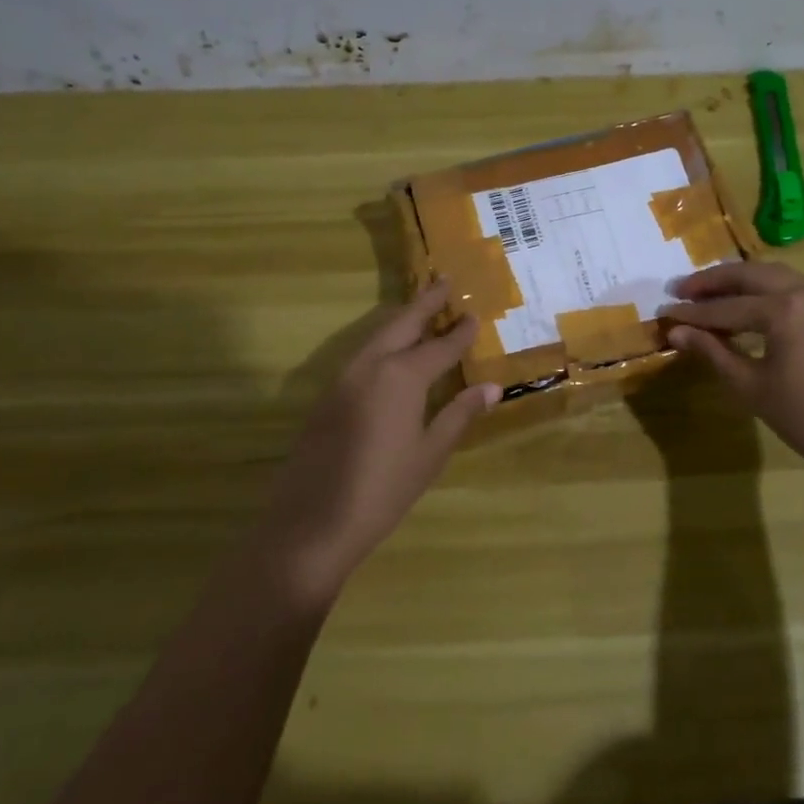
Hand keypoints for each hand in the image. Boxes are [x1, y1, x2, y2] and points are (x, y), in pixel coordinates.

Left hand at [264, 281, 499, 601]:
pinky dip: (382, 343)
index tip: (475, 314)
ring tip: (421, 310)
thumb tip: (492, 387)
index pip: (440, 345)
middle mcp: (371, 366)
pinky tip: (391, 353)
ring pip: (377, 336)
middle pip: (402, 324)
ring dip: (401, 320)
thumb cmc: (383, 490)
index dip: (460, 331)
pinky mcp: (327, 397)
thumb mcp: (430, 454)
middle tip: (444, 280)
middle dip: (425, 302)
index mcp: (402, 377)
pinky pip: (361, 356)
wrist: (312, 523)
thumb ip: (459, 415)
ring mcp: (343, 379)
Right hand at [660, 261, 803, 480]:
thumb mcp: (750, 386)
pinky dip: (763, 291)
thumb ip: (712, 352)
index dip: (692, 313)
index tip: (663, 313)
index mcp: (785, 310)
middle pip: (750, 275)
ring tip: (708, 295)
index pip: (726, 306)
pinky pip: (792, 287)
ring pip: (773, 276)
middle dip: (713, 282)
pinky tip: (745, 307)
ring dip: (739, 282)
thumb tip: (676, 332)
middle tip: (680, 291)